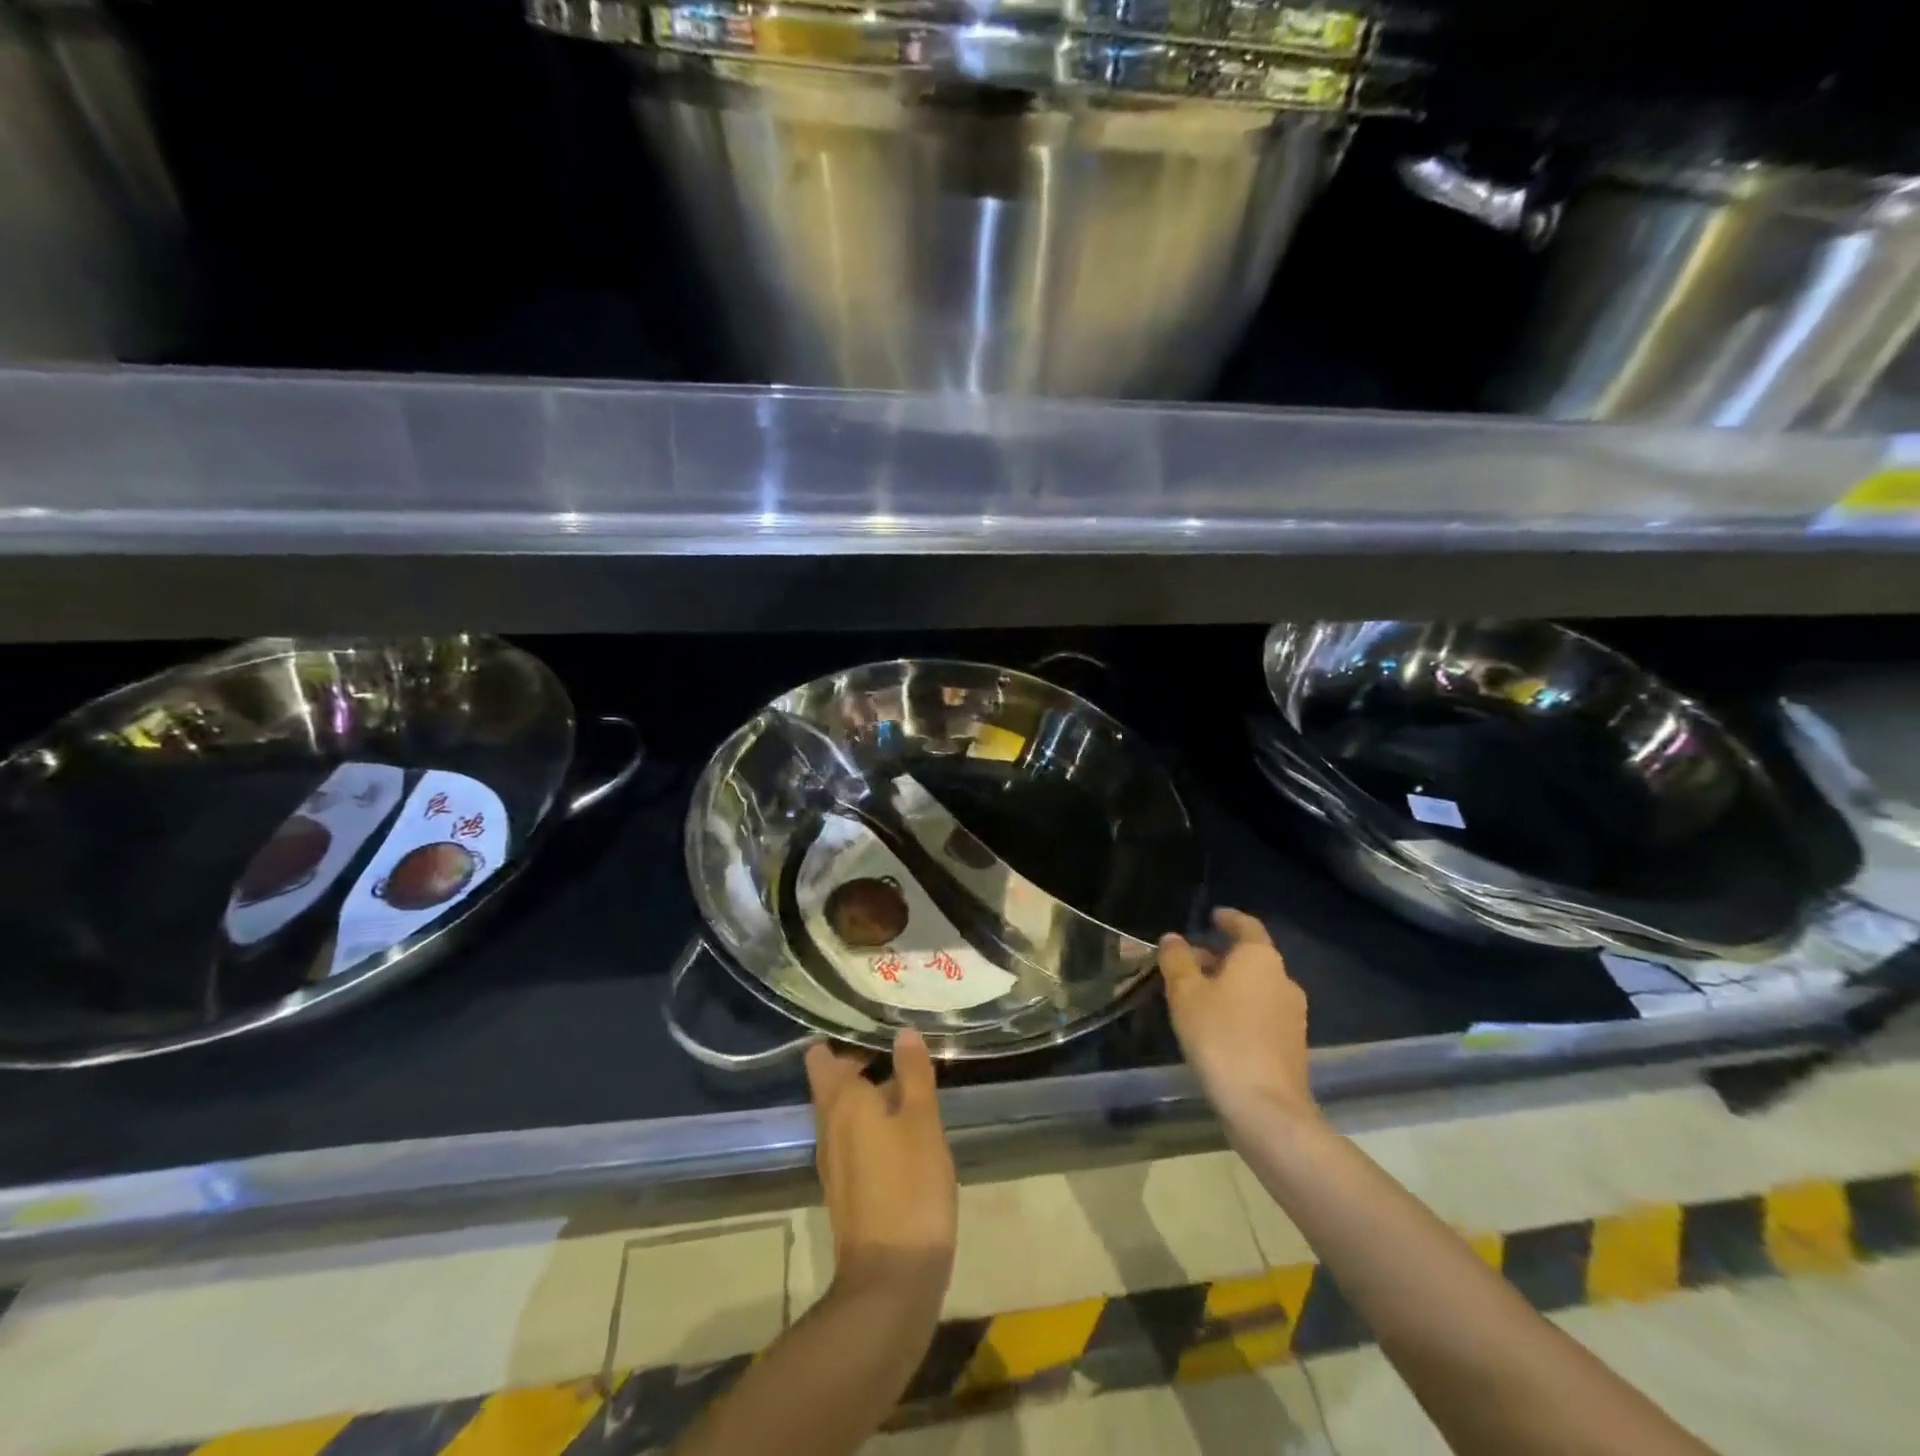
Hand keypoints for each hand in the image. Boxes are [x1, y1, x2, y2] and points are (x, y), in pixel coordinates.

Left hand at [805, 1028, 957, 1301]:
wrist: (890, 1280)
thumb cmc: (909, 1187)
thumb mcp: (922, 1122)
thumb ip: (912, 1073)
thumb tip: (903, 1032)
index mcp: (842, 1102)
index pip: (823, 1057)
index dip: (841, 1036)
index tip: (869, 1016)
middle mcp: (829, 1125)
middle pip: (833, 1081)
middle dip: (858, 1059)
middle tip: (896, 1037)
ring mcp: (834, 1159)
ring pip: (844, 1110)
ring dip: (867, 1090)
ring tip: (905, 1072)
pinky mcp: (846, 1186)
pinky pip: (853, 1135)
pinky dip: (871, 1119)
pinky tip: (901, 1121)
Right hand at [1161, 908, 1317, 1131]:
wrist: (1266, 1109)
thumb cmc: (1221, 1037)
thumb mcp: (1185, 993)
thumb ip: (1177, 960)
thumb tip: (1173, 939)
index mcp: (1260, 958)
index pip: (1246, 926)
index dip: (1228, 919)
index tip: (1212, 916)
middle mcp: (1284, 979)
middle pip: (1250, 958)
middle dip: (1220, 957)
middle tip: (1188, 963)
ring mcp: (1293, 1015)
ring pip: (1256, 987)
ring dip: (1229, 986)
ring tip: (1197, 998)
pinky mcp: (1293, 1046)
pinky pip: (1262, 1013)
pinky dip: (1240, 1010)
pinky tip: (1217, 1028)